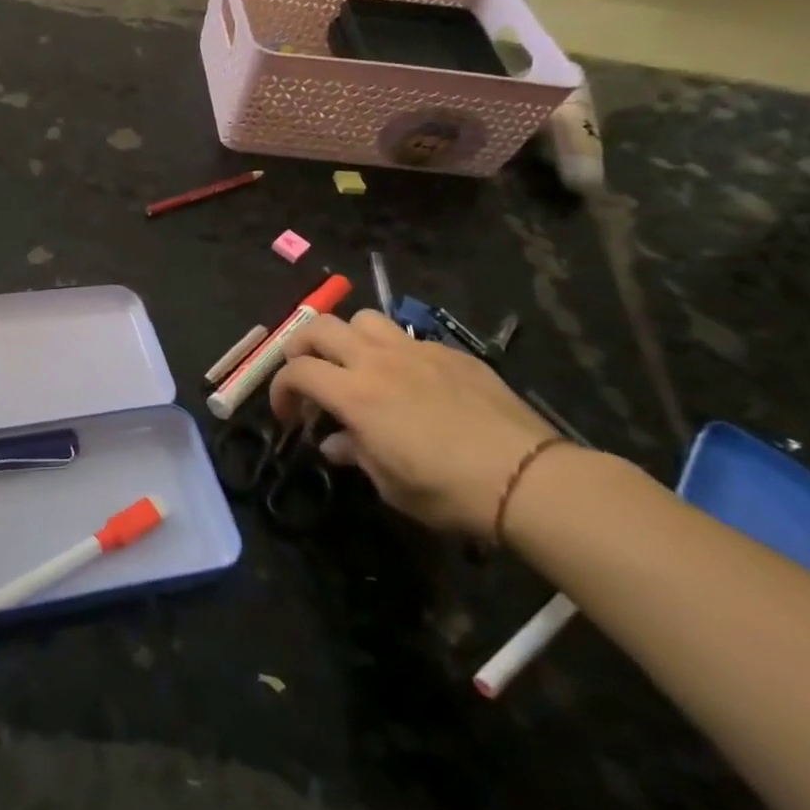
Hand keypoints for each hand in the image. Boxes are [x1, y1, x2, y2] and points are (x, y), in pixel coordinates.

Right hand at [269, 311, 556, 536]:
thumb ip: (354, 453)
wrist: (528, 478)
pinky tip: (411, 383)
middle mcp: (377, 360)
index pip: (296, 371)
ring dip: (348, 338)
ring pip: (364, 319)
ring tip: (356, 366)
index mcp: (354, 393)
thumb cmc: (448, 490)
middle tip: (308, 375)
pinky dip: (394, 353)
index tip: (289, 416)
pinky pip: (409, 338)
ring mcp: (417, 350)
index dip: (281, 390)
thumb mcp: (389, 483)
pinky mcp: (452, 353)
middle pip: (319, 326)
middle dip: (301, 347)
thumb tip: (335, 443)